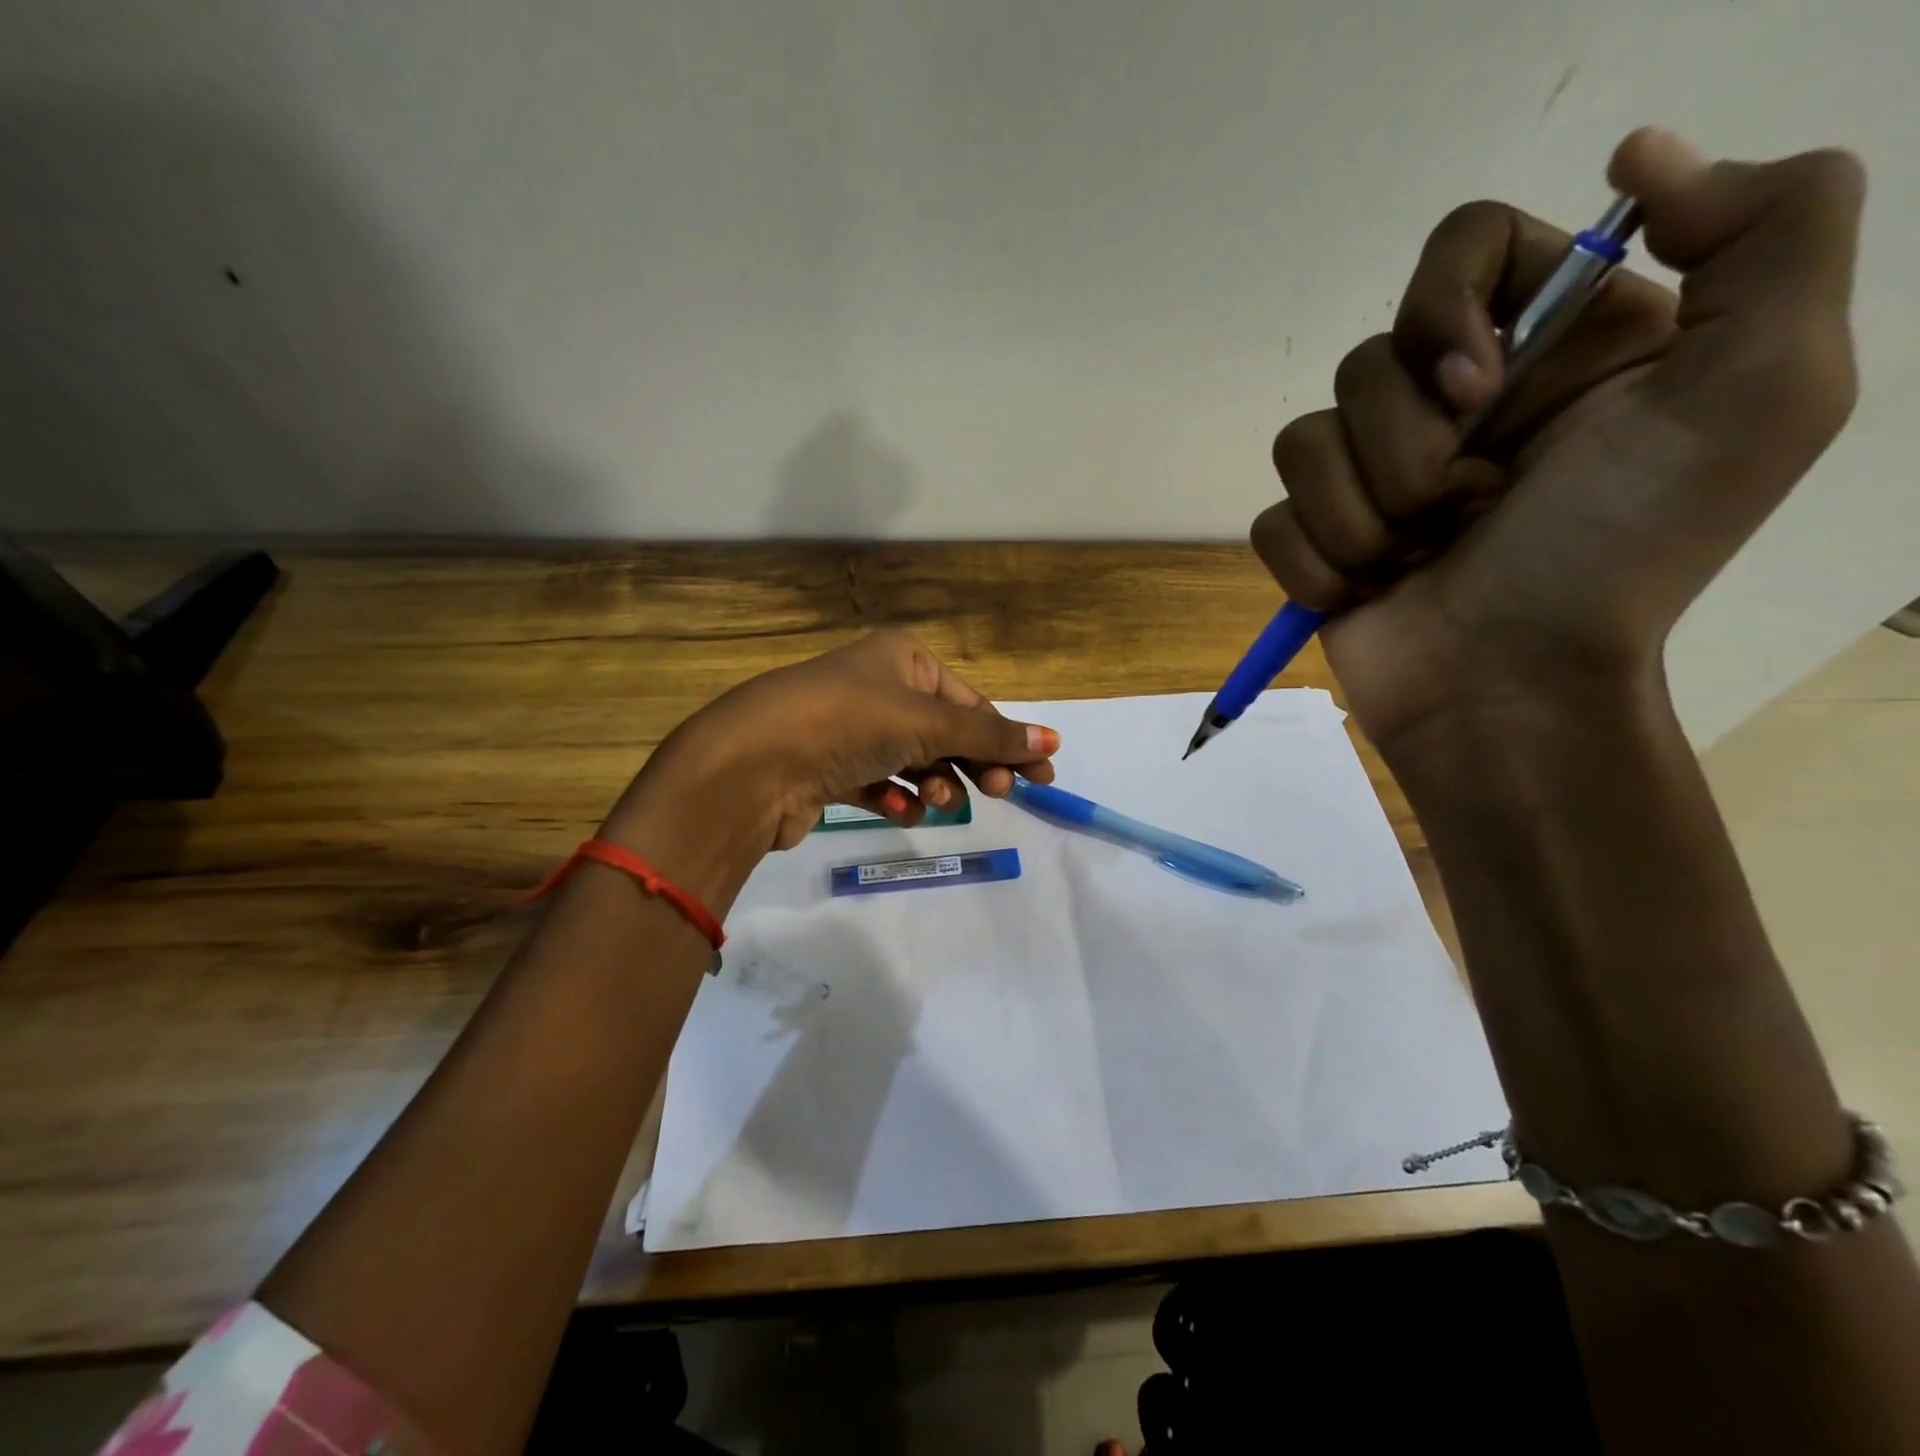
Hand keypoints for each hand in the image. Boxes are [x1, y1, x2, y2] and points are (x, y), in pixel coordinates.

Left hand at [615, 632, 1058, 867]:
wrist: (751, 764)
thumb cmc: (848, 722)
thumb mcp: (926, 722)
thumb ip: (989, 735)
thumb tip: (1052, 740)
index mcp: (902, 659)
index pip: (969, 700)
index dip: (1007, 737)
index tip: (1043, 778)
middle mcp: (876, 686)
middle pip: (944, 730)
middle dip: (974, 762)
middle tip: (1000, 793)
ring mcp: (848, 727)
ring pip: (912, 759)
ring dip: (934, 781)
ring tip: (940, 800)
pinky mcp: (827, 767)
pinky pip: (876, 782)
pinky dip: (895, 797)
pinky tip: (903, 810)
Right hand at [1250, 128, 1864, 759]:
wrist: (1510, 690)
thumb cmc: (1617, 555)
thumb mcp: (1761, 391)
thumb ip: (1772, 228)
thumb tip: (1639, 153)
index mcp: (1550, 348)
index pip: (1461, 246)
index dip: (1443, 305)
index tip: (1475, 387)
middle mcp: (1453, 403)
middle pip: (1365, 363)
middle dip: (1409, 452)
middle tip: (1469, 511)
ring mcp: (1372, 477)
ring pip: (1302, 443)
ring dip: (1363, 517)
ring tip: (1419, 562)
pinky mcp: (1316, 537)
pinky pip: (1272, 520)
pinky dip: (1319, 564)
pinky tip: (1369, 593)